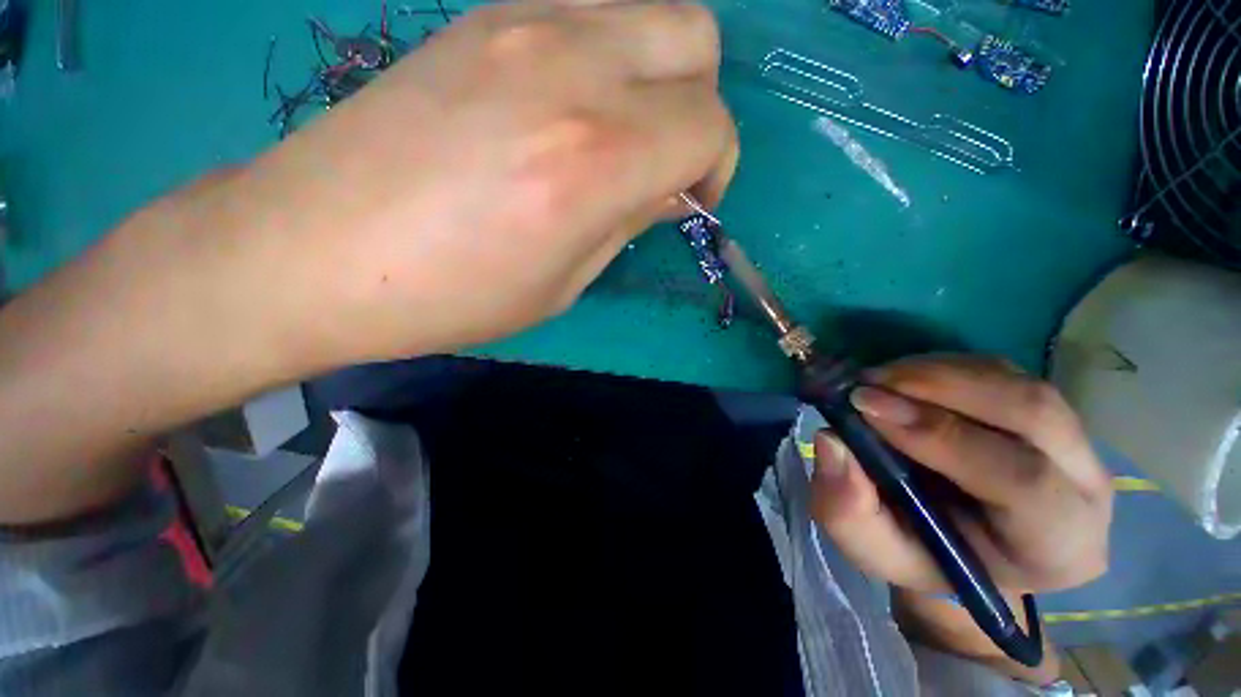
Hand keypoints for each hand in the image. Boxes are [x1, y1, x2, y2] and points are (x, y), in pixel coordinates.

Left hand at [193, 0, 736, 367]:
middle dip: (700, 107)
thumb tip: (669, 189)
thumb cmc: (450, 295)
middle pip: (696, 39)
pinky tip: (573, 106)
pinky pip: (589, 10)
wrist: (312, 251)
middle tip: (667, 161)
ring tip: (624, 134)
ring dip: (659, 75)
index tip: (691, 201)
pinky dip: (611, 55)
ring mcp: (521, 21)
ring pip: (648, 9)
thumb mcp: (562, 283)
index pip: (709, 127)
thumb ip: (628, 221)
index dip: (716, 168)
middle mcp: (571, 67)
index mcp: (595, 158)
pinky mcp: (482, 13)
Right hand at [809, 356, 1110, 677]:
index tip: (864, 407)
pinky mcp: (1046, 411)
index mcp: (1057, 545)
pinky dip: (943, 367)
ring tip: (877, 379)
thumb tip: (831, 441)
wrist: (960, 545)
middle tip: (867, 383)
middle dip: (941, 388)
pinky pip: (1001, 372)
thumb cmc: (922, 557)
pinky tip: (902, 379)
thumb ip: (848, 510)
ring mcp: (1074, 441)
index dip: (941, 435)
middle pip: (1033, 412)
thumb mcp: (874, 550)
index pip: (1022, 480)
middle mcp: (1085, 486)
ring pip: (1018, 384)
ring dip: (938, 372)